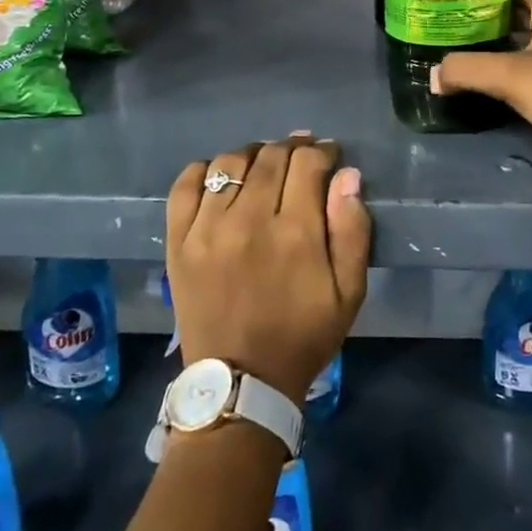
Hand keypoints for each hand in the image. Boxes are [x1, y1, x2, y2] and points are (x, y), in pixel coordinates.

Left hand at [165, 134, 370, 406]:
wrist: (240, 382)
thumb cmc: (302, 336)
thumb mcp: (349, 293)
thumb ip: (352, 230)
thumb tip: (347, 175)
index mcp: (295, 232)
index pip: (308, 163)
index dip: (322, 151)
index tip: (328, 156)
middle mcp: (249, 220)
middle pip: (271, 156)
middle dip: (292, 148)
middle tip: (300, 157)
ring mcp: (207, 228)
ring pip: (230, 163)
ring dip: (252, 155)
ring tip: (262, 165)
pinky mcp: (179, 241)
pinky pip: (185, 184)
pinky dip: (204, 170)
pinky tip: (219, 177)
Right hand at [433, 0, 531, 210]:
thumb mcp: (509, 75)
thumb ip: (467, 69)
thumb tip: (434, 74)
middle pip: (527, 12)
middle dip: (495, 16)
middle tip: (460, 23)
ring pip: (531, 43)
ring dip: (504, 45)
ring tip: (468, 50)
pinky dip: (514, 71)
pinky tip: (491, 82)